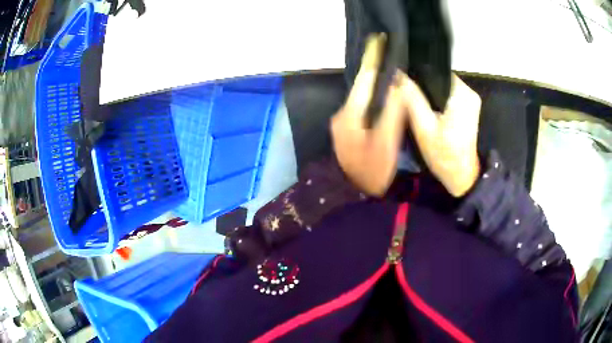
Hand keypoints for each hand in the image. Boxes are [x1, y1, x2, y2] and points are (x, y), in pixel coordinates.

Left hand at [331, 34, 404, 195]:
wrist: (353, 195)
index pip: (363, 79)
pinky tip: (384, 95)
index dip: (372, 60)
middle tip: (389, 55)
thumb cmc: (371, 171)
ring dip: (374, 84)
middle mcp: (343, 114)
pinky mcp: (349, 130)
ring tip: (390, 70)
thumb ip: (392, 110)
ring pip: (362, 97)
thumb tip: (396, 81)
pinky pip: (363, 107)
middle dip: (375, 70)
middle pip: (362, 87)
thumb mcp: (386, 142)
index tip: (379, 41)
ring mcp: (344, 123)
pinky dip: (373, 98)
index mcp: (349, 114)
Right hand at [399, 73, 480, 196]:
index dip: (417, 75)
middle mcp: (469, 92)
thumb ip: (412, 99)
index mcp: (461, 93)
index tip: (403, 83)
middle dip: (423, 86)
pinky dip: (437, 100)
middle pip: (439, 78)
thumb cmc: (443, 155)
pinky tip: (428, 110)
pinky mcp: (469, 108)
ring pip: (442, 87)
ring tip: (415, 103)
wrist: (461, 176)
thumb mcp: (424, 128)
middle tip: (407, 96)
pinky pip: (448, 95)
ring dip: (429, 93)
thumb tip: (398, 75)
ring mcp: (471, 100)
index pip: (434, 71)